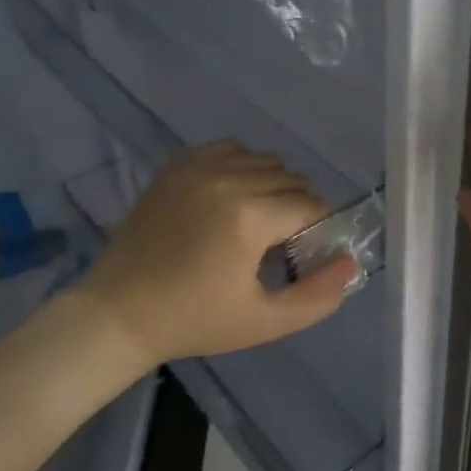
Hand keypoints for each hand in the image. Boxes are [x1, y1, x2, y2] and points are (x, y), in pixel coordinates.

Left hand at [78, 142, 354, 368]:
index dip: (315, 230)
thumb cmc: (195, 320)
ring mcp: (198, 168)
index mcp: (250, 217)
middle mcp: (229, 180)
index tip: (299, 255)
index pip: (311, 205)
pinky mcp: (177, 166)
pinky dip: (241, 165)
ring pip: (264, 160)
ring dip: (272, 185)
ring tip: (254, 220)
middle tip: (277, 243)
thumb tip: (350, 262)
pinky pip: (229, 149)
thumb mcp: (265, 322)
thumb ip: (318, 296)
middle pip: (291, 179)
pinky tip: (230, 195)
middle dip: (296, 208)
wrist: (120, 311)